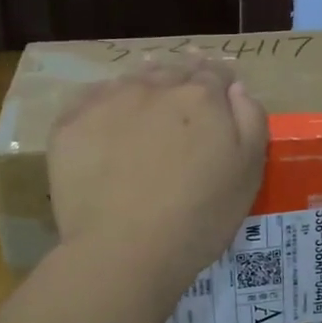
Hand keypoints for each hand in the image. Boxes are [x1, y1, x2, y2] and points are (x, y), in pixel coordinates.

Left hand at [48, 55, 267, 293]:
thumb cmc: (198, 218)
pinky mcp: (71, 122)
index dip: (219, 83)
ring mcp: (108, 101)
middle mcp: (154, 86)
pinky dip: (103, 106)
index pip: (215, 73)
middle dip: (181, 82)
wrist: (124, 251)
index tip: (218, 96)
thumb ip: (250, 119)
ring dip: (143, 90)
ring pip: (131, 81)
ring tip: (144, 113)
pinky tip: (106, 128)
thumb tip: (235, 88)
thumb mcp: (249, 172)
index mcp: (201, 96)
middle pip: (172, 71)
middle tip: (182, 106)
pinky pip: (91, 100)